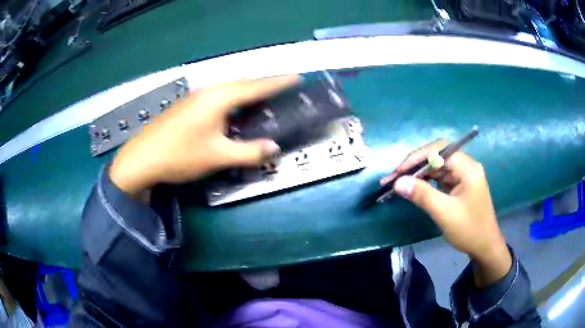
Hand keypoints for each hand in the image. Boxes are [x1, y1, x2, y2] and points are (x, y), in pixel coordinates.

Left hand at [109, 75, 299, 194]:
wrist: (143, 158)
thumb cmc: (181, 155)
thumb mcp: (218, 156)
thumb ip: (249, 152)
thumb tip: (274, 148)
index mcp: (220, 97)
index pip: (257, 86)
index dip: (279, 82)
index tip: (298, 77)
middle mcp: (209, 90)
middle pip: (243, 82)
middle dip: (264, 85)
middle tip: (282, 91)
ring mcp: (196, 96)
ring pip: (229, 88)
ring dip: (248, 91)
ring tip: (262, 100)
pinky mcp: (188, 104)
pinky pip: (218, 95)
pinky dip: (233, 99)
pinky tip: (233, 112)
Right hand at [381, 139, 511, 286]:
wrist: (484, 247)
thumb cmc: (469, 230)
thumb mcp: (446, 214)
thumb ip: (423, 195)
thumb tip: (398, 182)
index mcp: (468, 168)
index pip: (440, 150)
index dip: (418, 157)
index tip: (399, 171)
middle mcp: (466, 166)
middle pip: (437, 155)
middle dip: (415, 164)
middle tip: (394, 177)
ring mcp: (462, 176)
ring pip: (436, 166)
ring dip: (418, 173)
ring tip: (399, 182)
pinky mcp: (458, 185)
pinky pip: (439, 177)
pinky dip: (425, 181)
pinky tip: (414, 187)